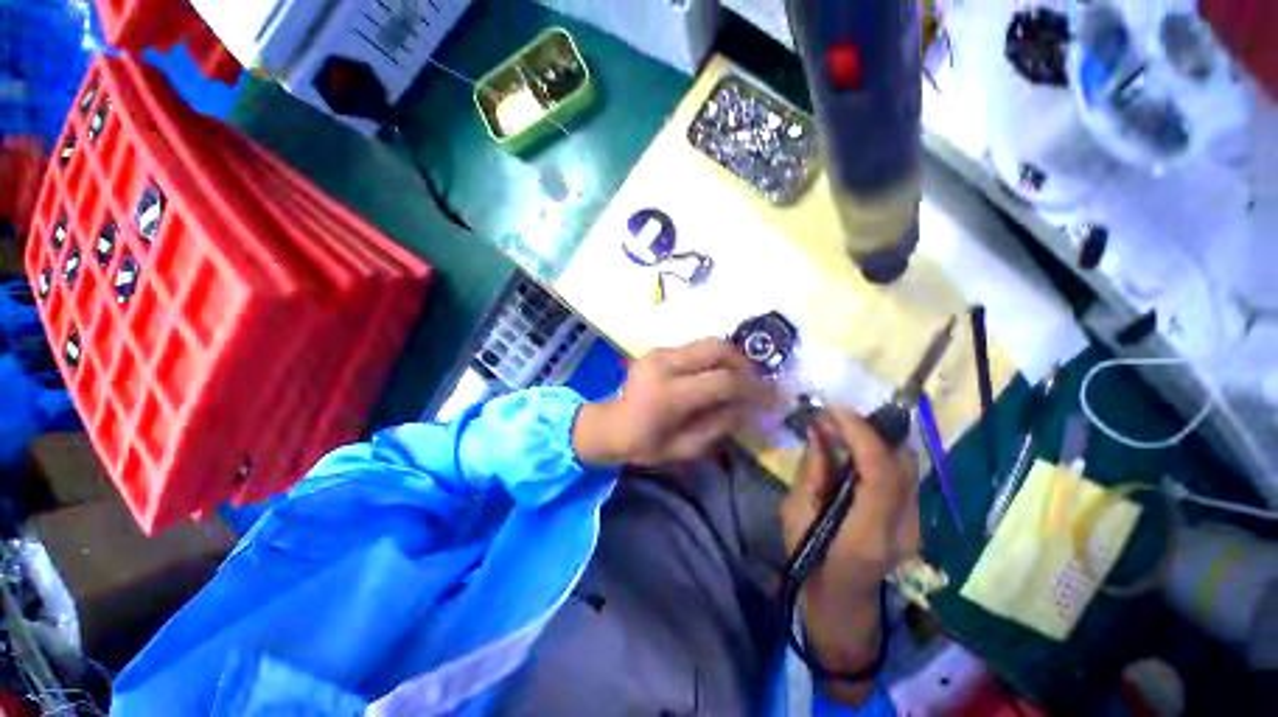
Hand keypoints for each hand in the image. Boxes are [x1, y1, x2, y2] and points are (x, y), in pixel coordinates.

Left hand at [573, 338, 773, 466]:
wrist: (610, 425)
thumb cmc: (645, 444)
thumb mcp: (685, 447)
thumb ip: (720, 425)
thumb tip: (748, 406)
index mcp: (669, 393)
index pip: (722, 381)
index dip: (752, 388)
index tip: (771, 397)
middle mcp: (664, 363)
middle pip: (717, 348)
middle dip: (743, 363)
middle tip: (754, 382)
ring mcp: (659, 352)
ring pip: (707, 343)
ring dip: (728, 359)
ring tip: (737, 379)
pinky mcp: (657, 350)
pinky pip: (694, 349)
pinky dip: (710, 360)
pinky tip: (712, 377)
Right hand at [779, 409, 919, 676]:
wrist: (841, 600)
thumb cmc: (808, 560)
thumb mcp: (796, 514)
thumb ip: (811, 470)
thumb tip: (818, 429)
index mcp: (869, 532)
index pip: (881, 473)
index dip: (862, 434)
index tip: (836, 410)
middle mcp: (904, 527)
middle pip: (903, 463)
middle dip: (870, 430)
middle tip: (835, 416)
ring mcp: (916, 524)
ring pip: (907, 464)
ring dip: (876, 438)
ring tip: (842, 427)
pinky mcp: (914, 518)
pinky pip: (902, 473)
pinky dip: (880, 452)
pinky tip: (855, 447)